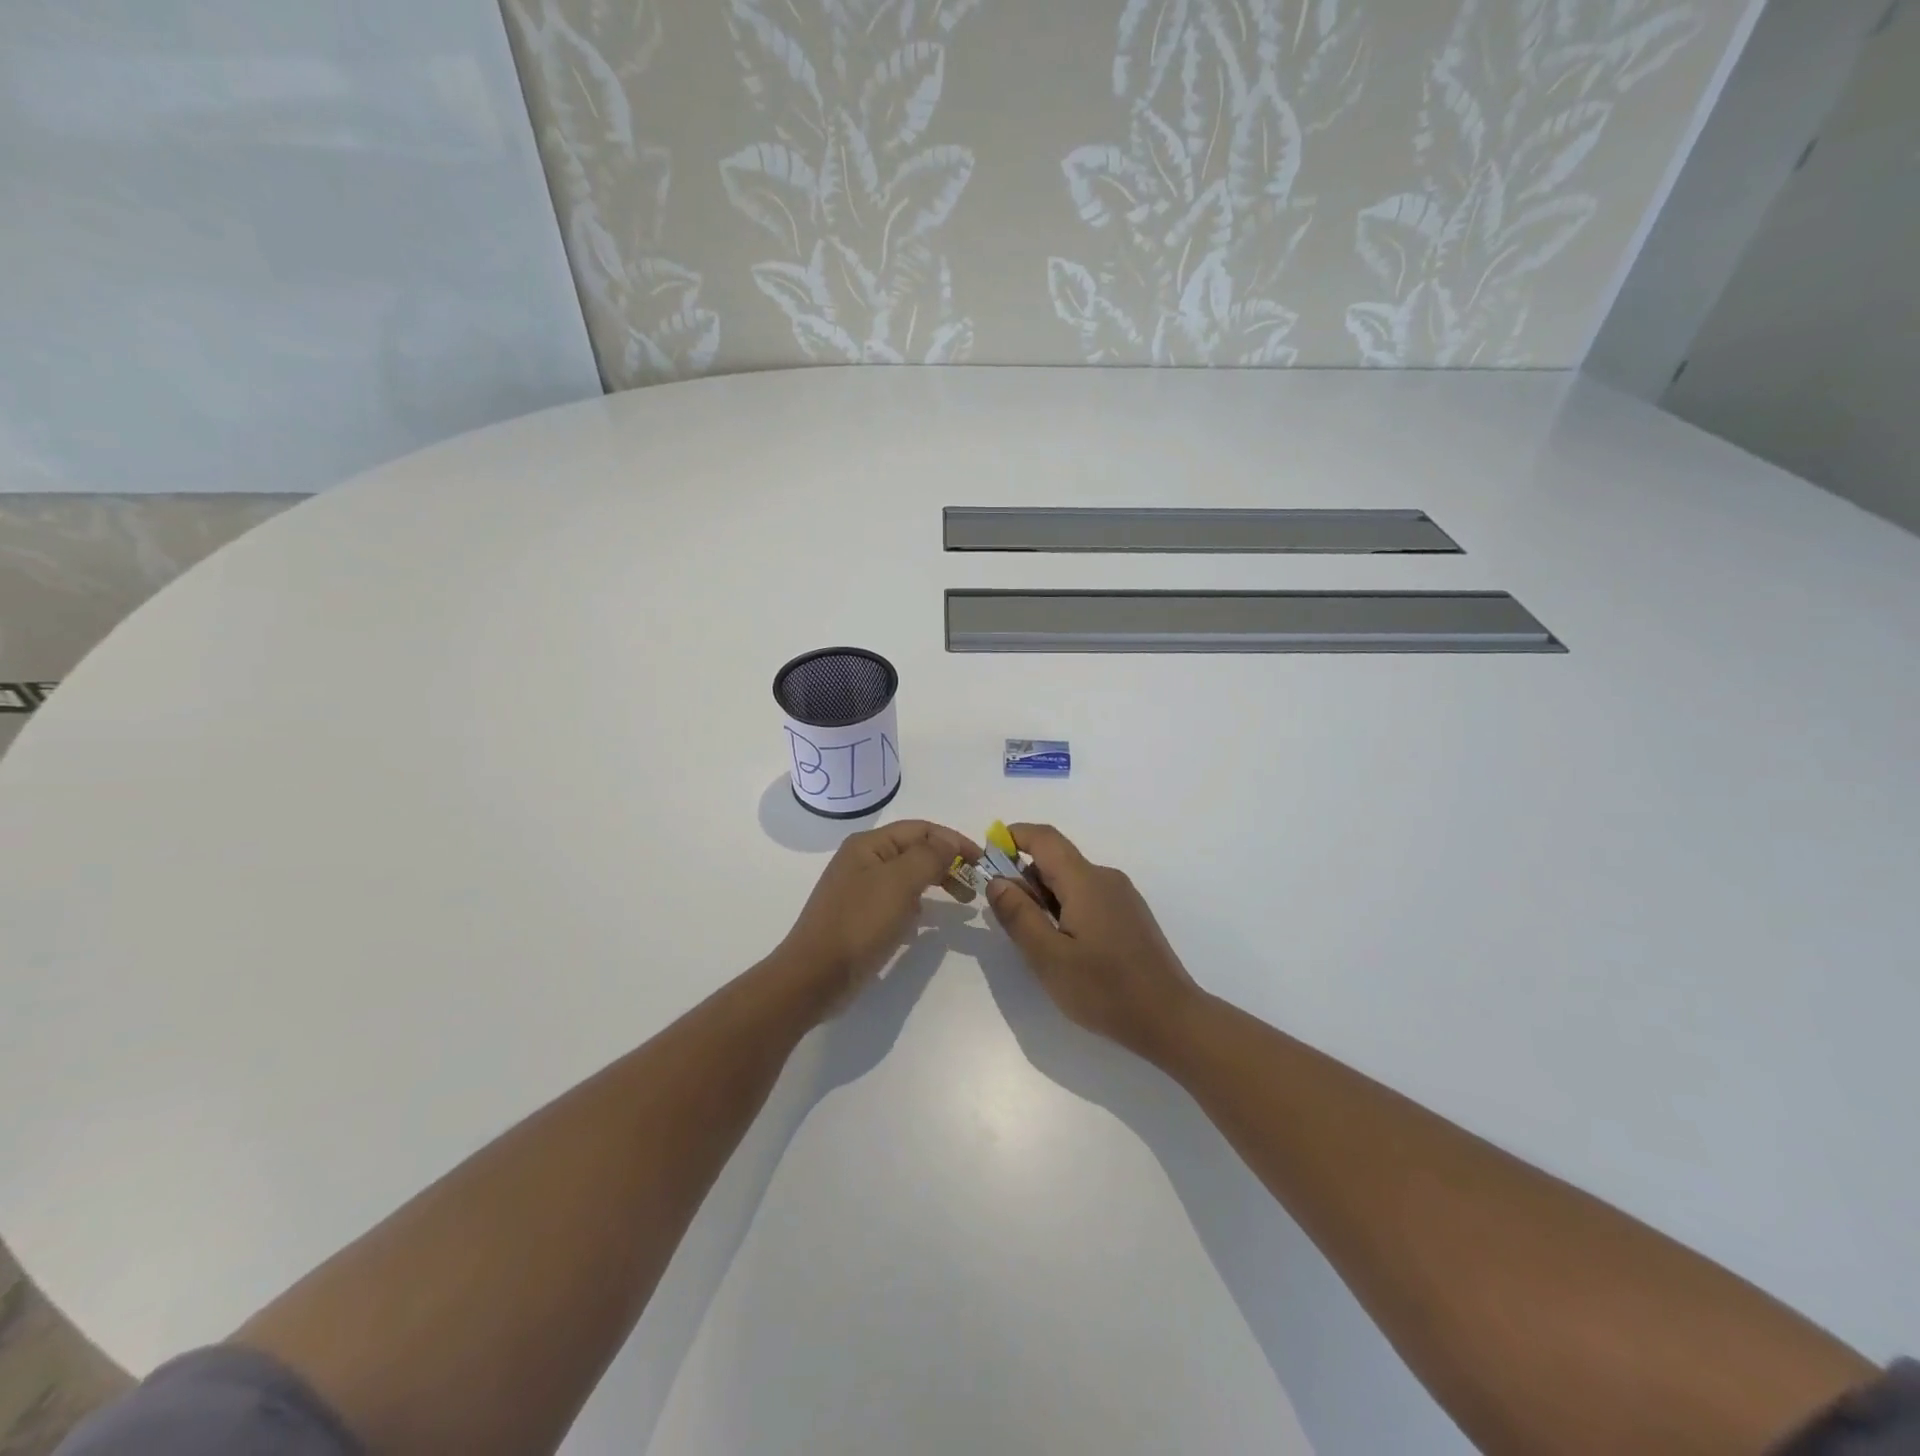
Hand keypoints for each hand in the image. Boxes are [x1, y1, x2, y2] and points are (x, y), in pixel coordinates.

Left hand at [777, 819, 981, 1008]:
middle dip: (947, 863)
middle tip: (974, 886)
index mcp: (869, 845)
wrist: (815, 976)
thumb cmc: (859, 923)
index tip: (983, 862)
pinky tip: (926, 922)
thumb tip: (949, 840)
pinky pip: (898, 901)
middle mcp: (863, 860)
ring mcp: (861, 889)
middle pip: (915, 851)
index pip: (922, 829)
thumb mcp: (899, 883)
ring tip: (961, 902)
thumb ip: (929, 856)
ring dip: (936, 883)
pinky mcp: (862, 917)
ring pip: (908, 876)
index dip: (954, 841)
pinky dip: (918, 906)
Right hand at [985, 823, 1203, 1062]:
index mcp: (1085, 880)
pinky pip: (1088, 897)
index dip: (1012, 838)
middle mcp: (1105, 878)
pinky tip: (1066, 950)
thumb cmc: (1106, 990)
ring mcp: (1122, 897)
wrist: (1171, 1019)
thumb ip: (1019, 915)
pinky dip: (1065, 910)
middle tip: (1008, 920)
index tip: (987, 859)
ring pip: (1071, 882)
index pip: (1044, 838)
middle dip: (1024, 879)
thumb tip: (997, 880)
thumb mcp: (1049, 957)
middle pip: (1056, 860)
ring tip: (1038, 943)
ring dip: (1045, 899)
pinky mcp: (1130, 916)